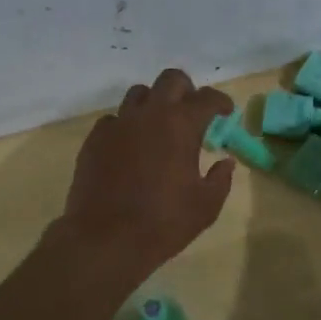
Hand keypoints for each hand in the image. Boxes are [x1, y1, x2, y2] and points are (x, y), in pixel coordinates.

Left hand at [59, 69, 236, 273]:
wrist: (104, 239)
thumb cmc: (163, 223)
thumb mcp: (205, 206)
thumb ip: (220, 179)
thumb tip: (225, 162)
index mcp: (181, 125)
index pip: (207, 98)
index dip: (221, 102)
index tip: (226, 112)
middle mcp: (149, 114)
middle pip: (171, 80)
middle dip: (187, 90)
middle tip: (192, 112)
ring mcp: (118, 124)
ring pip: (139, 94)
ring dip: (154, 103)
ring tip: (159, 126)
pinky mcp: (94, 139)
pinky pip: (114, 119)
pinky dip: (126, 126)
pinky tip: (130, 147)